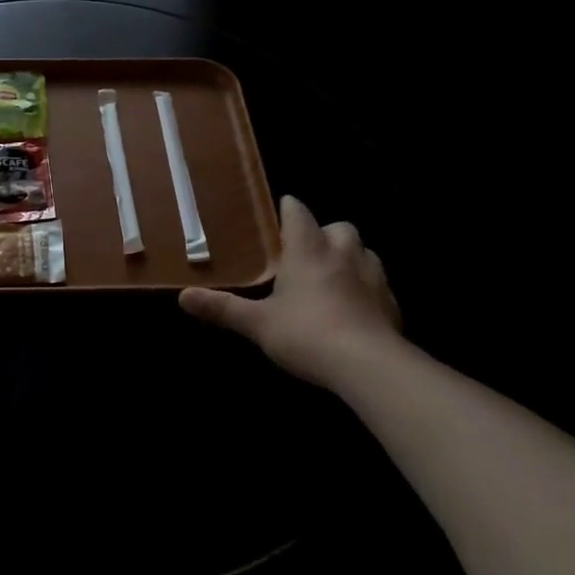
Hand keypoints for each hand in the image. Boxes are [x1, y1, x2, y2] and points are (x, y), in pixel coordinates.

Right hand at [180, 195, 401, 388]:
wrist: (369, 365)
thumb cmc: (307, 334)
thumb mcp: (257, 323)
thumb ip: (222, 308)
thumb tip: (182, 296)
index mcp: (308, 250)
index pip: (298, 212)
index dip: (288, 209)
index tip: (280, 212)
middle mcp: (343, 253)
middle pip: (338, 227)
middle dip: (324, 233)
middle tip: (306, 252)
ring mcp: (373, 276)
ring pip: (364, 251)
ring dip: (349, 257)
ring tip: (332, 277)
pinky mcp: (391, 302)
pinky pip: (379, 283)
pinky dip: (366, 288)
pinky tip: (355, 308)